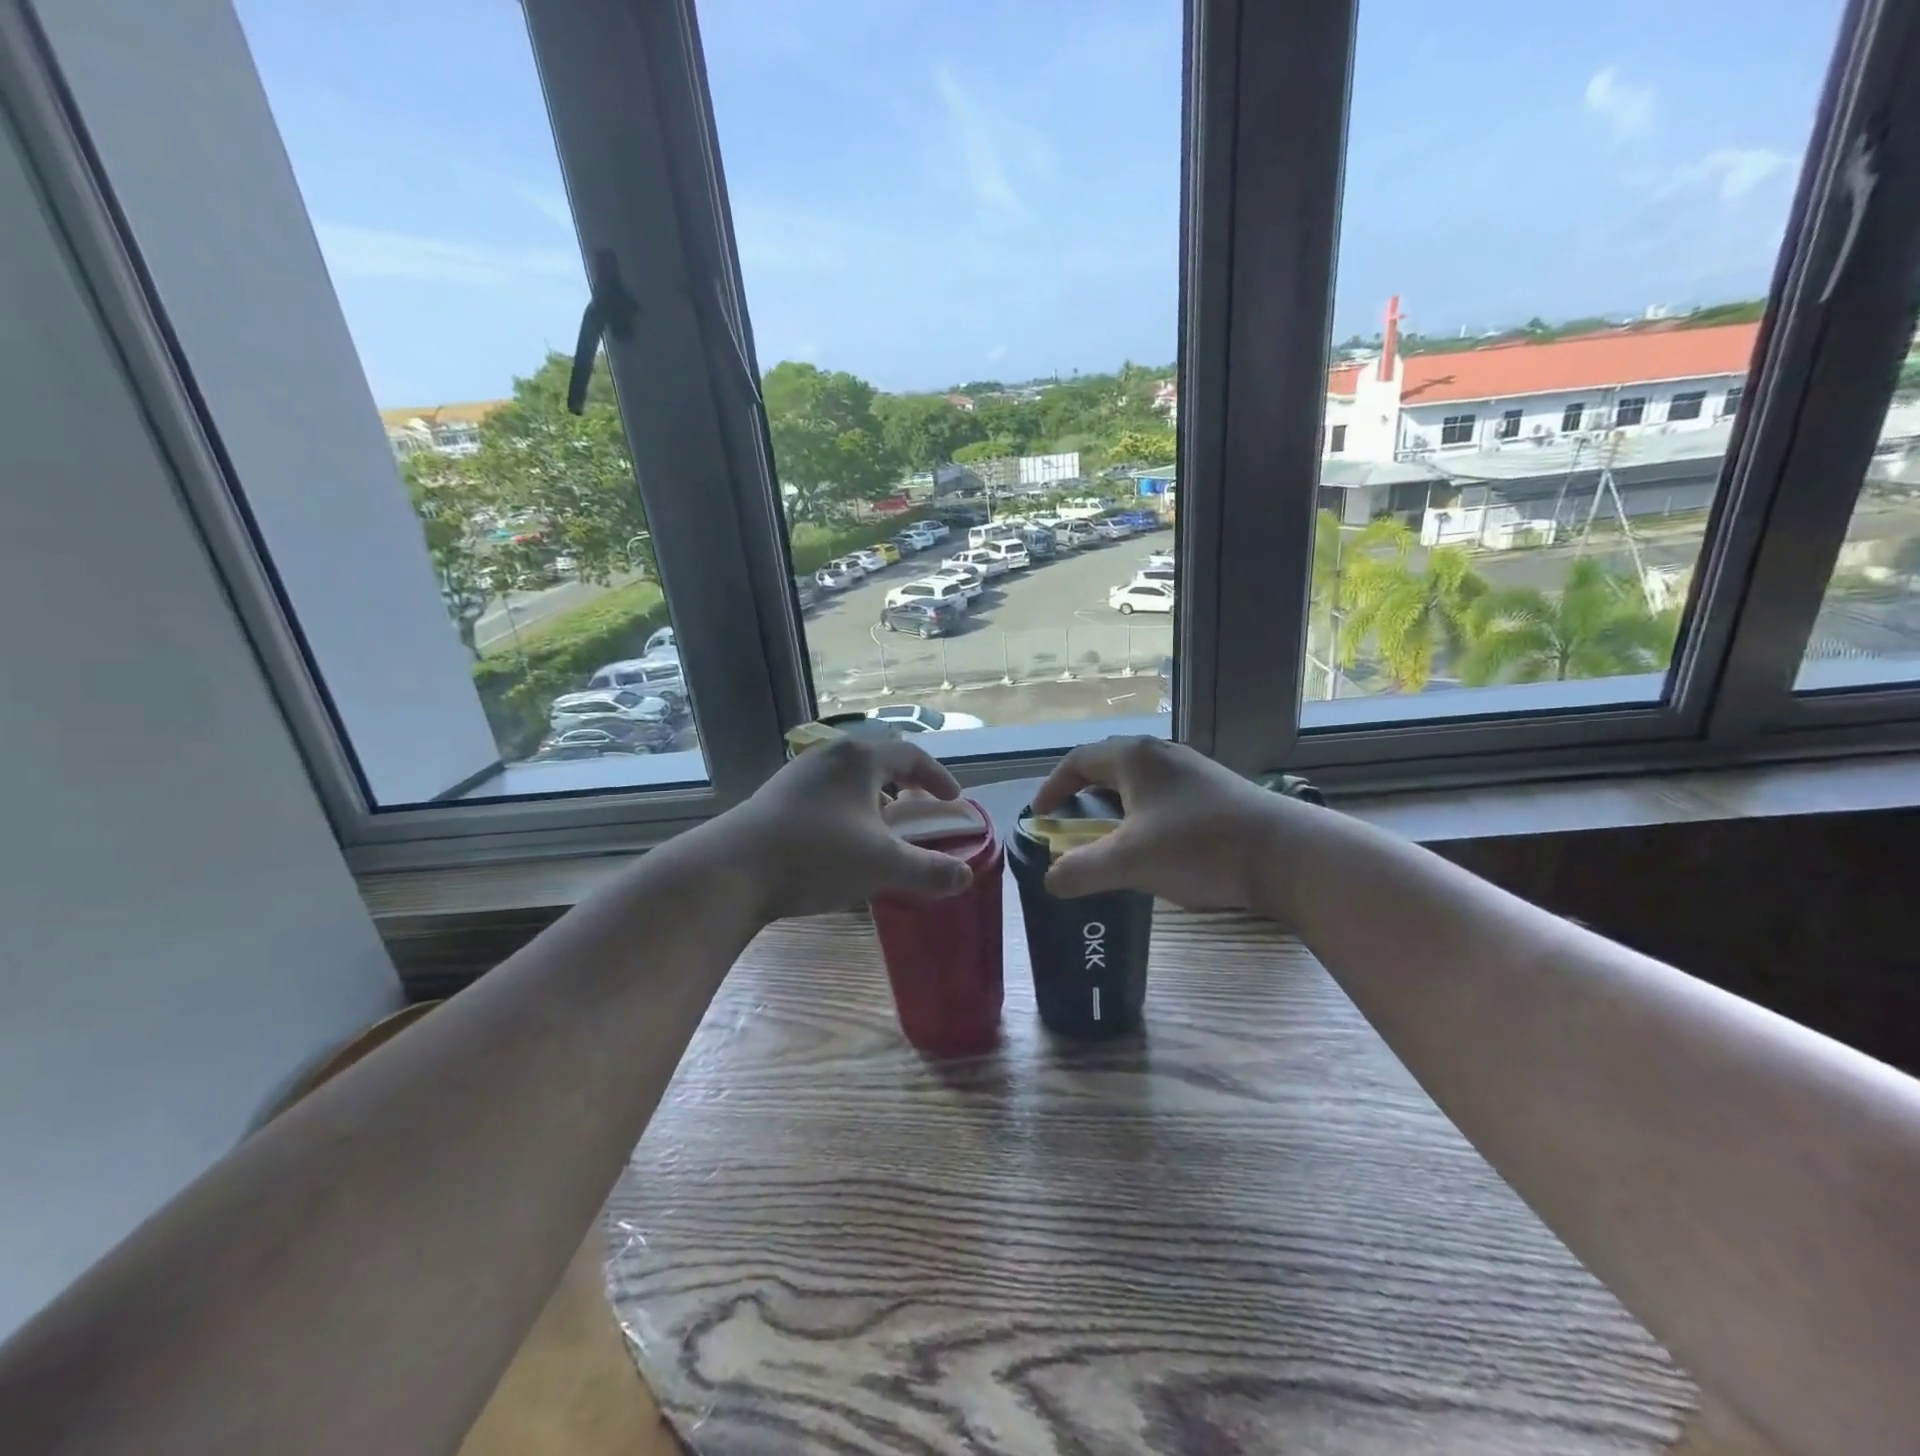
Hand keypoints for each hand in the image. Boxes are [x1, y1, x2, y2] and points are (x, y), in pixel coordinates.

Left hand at [717, 736, 974, 921]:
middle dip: (904, 783)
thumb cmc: (817, 856)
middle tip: (919, 808)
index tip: (953, 800)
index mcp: (860, 759)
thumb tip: (965, 876)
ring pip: (849, 776)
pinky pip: (825, 792)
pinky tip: (841, 841)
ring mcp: (798, 773)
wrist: (733, 869)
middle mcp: (829, 755)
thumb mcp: (883, 866)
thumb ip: (930, 871)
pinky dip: (847, 807)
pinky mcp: (776, 795)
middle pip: (878, 759)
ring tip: (881, 828)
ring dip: (873, 796)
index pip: (912, 755)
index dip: (938, 777)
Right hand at [1031, 737, 1284, 908]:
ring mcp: (1193, 770)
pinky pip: (1164, 794)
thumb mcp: (1128, 862)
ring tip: (1109, 835)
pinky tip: (1154, 843)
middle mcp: (1162, 754)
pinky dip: (1144, 813)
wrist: (1285, 854)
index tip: (1039, 814)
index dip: (1053, 786)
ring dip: (1116, 804)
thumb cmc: (1197, 847)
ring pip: (1140, 781)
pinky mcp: (1217, 791)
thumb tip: (1049, 880)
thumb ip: (1081, 870)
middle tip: (1071, 820)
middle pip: (1109, 765)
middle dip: (1083, 791)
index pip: (1078, 760)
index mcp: (1134, 758)